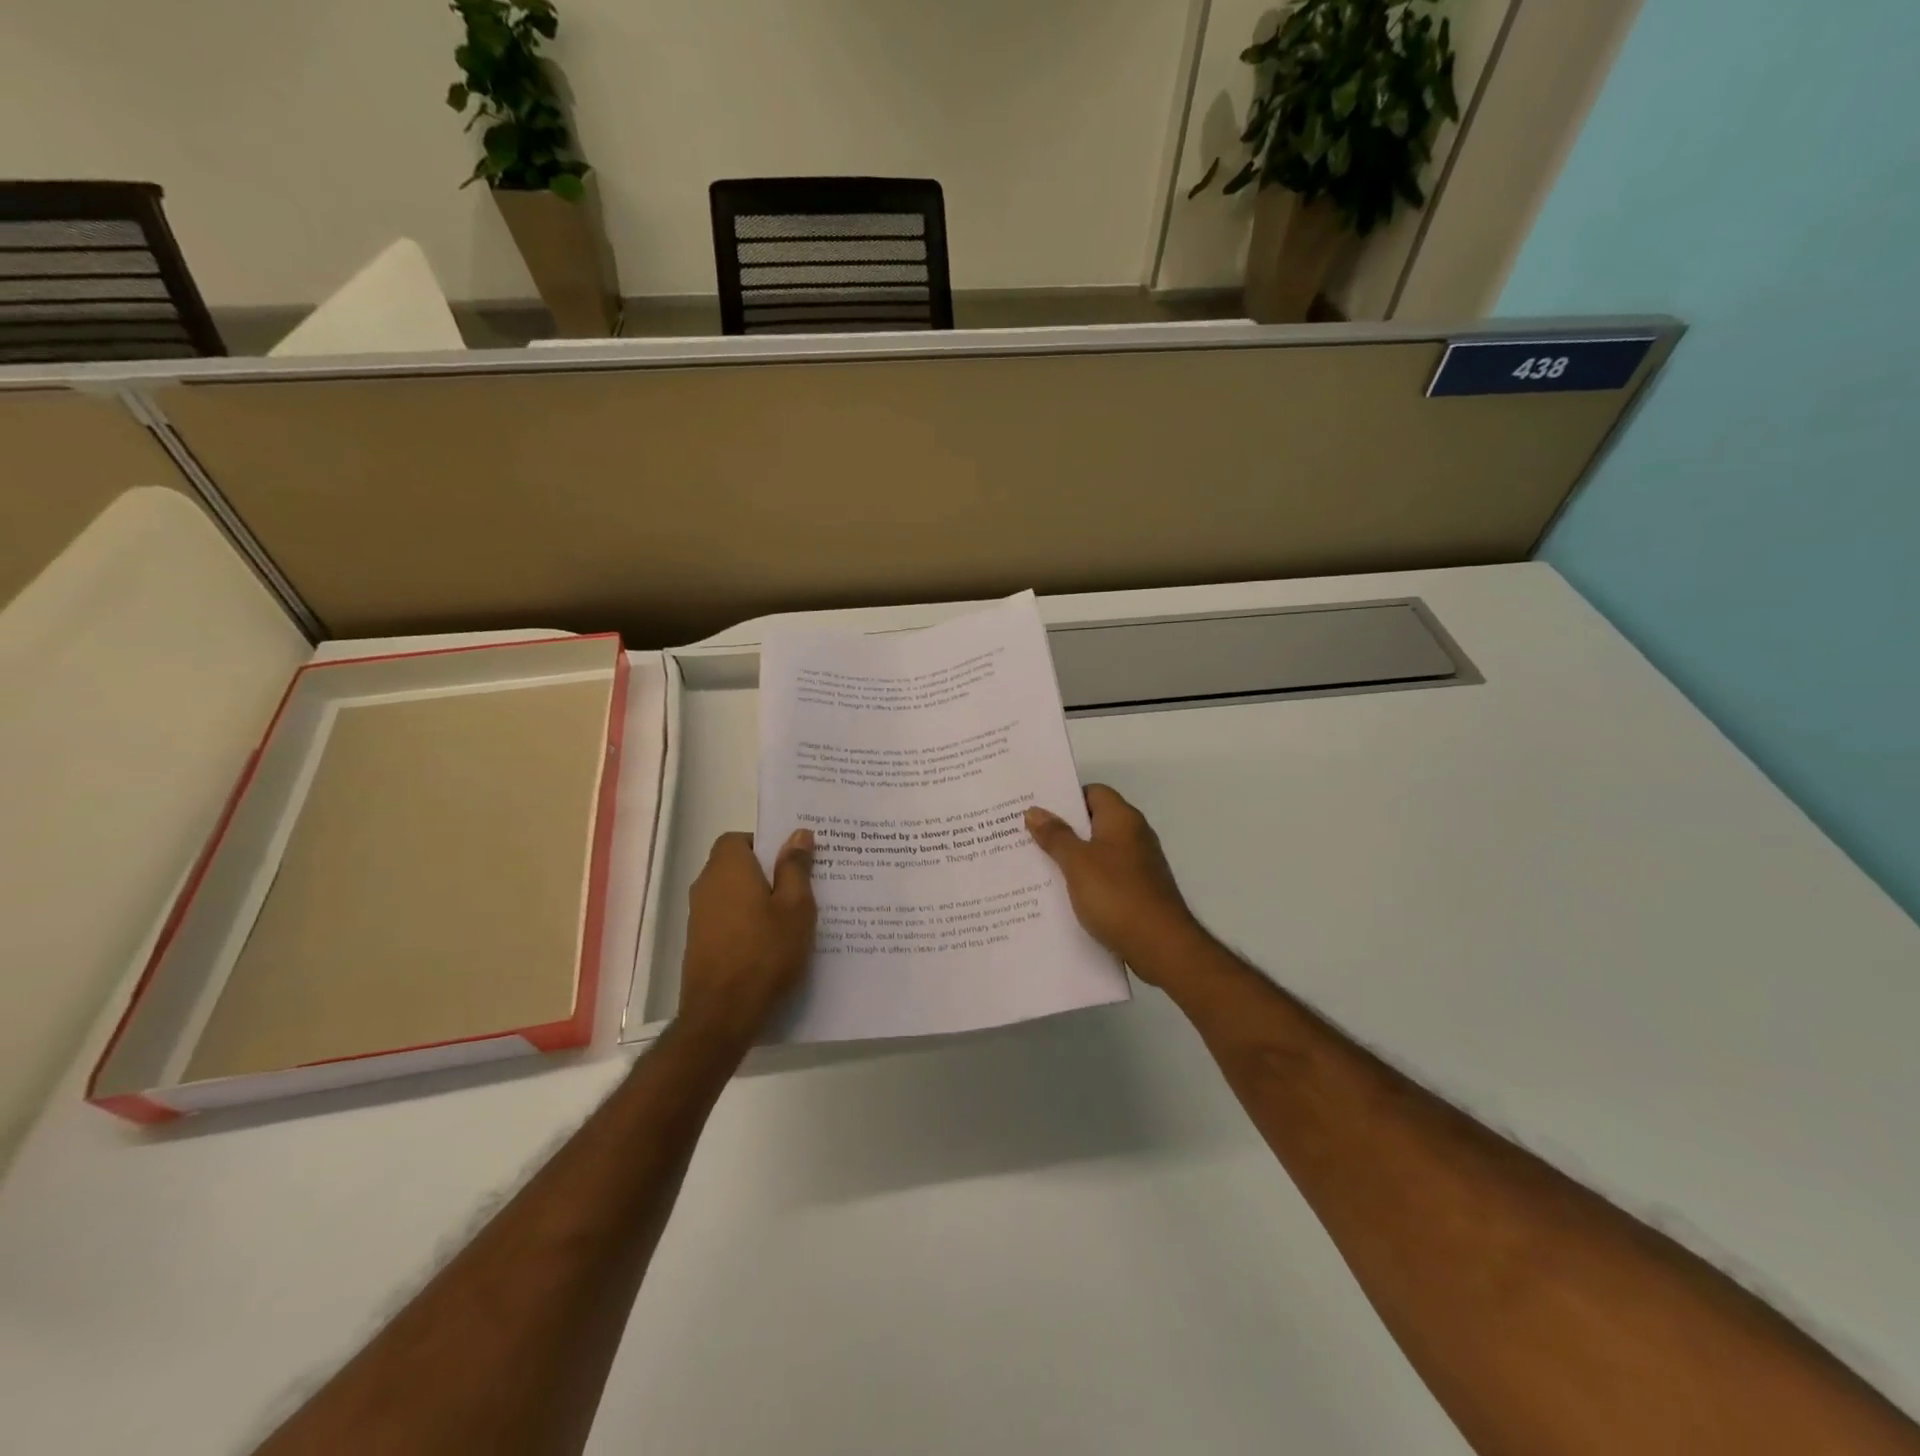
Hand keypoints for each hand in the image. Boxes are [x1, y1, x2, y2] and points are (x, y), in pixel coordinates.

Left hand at [678, 829, 815, 1046]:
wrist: (723, 1014)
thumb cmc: (765, 952)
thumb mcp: (796, 907)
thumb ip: (795, 867)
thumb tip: (798, 834)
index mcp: (728, 868)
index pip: (738, 838)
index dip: (764, 844)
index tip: (791, 861)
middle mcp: (706, 885)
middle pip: (735, 865)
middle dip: (766, 872)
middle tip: (801, 888)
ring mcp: (698, 916)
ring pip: (732, 894)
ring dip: (756, 899)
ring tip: (790, 918)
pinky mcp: (699, 943)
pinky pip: (727, 918)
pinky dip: (746, 922)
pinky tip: (770, 943)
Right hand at [1025, 785, 1200, 982]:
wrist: (1161, 946)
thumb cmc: (1117, 895)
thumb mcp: (1077, 863)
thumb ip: (1055, 835)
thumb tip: (1034, 810)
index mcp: (1122, 819)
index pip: (1093, 792)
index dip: (1065, 798)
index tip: (1036, 809)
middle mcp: (1133, 835)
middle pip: (1093, 822)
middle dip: (1061, 829)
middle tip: (1025, 836)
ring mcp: (1138, 865)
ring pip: (1097, 851)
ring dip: (1070, 857)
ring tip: (1035, 865)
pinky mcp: (1137, 891)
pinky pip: (1104, 876)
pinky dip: (1084, 881)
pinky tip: (1061, 894)